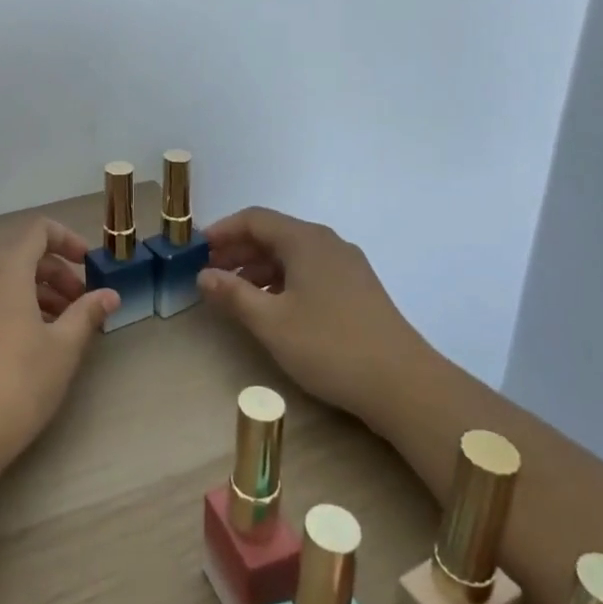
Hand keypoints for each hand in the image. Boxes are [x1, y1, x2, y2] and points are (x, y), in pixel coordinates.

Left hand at [0, 218, 116, 473]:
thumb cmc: (17, 383)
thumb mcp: (63, 348)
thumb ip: (87, 314)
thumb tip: (110, 294)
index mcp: (6, 270)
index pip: (38, 230)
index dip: (68, 239)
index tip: (90, 265)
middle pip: (22, 256)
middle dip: (57, 273)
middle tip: (82, 305)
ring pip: (5, 281)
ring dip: (37, 293)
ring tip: (62, 328)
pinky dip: (14, 308)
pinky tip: (31, 345)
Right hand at [198, 206, 413, 420]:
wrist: (404, 384)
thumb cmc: (330, 346)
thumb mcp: (270, 322)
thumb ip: (232, 294)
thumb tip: (203, 275)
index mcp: (306, 240)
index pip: (255, 219)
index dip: (222, 231)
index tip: (197, 251)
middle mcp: (328, 243)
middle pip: (274, 234)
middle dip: (238, 250)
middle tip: (210, 273)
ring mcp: (347, 266)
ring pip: (293, 254)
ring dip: (259, 268)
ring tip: (235, 294)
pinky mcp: (358, 289)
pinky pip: (310, 271)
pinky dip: (283, 280)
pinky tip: (272, 308)